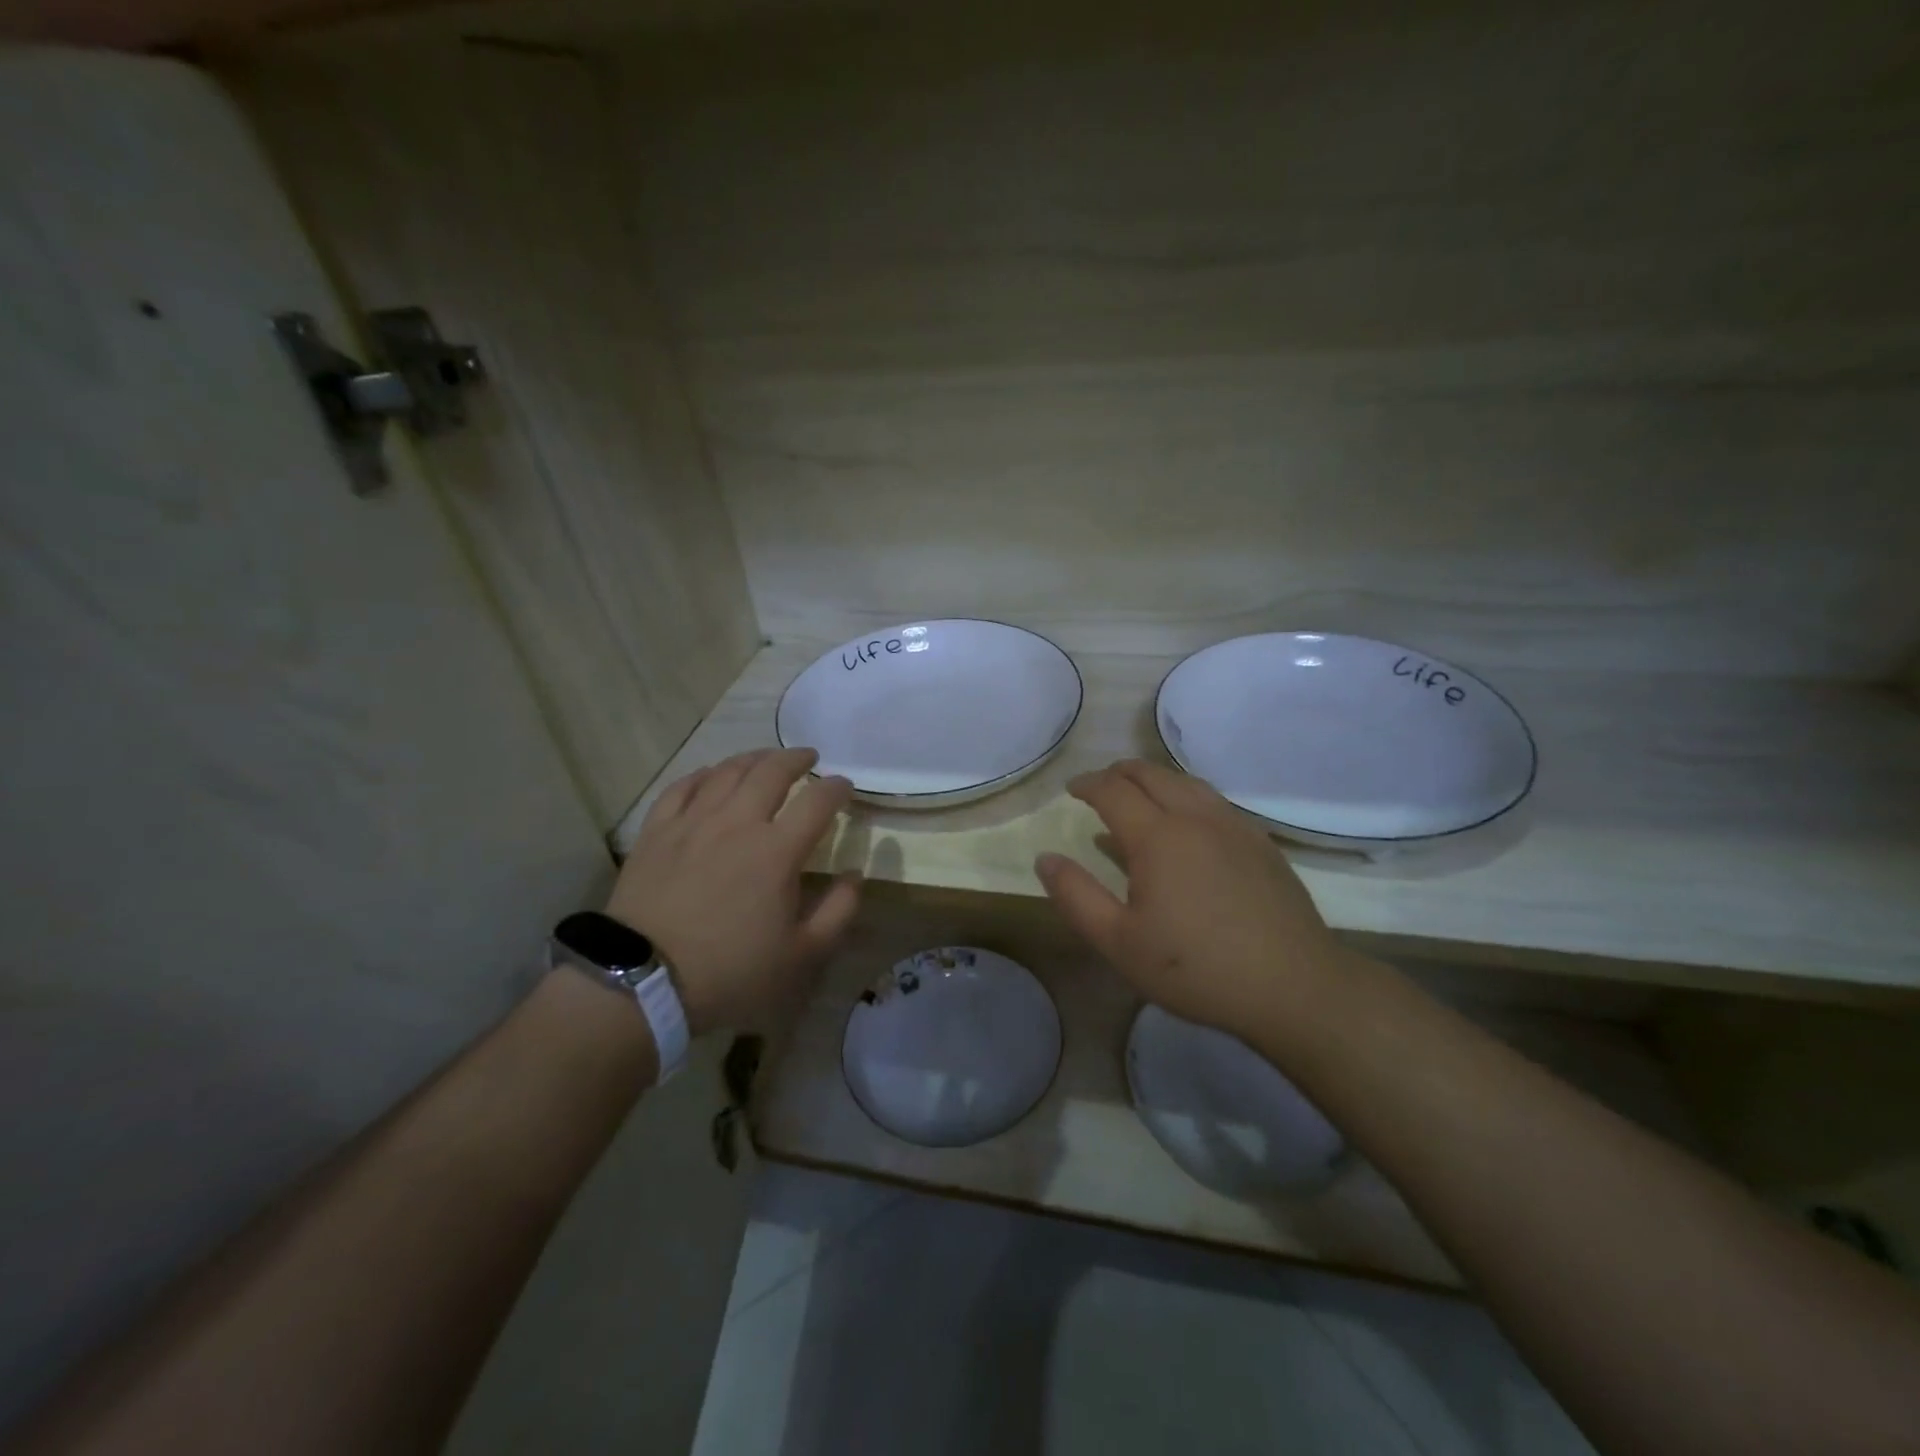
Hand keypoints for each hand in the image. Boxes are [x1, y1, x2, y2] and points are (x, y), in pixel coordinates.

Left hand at [607, 749, 860, 1034]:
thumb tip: (854, 875)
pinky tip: (711, 775)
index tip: (845, 786)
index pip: (817, 801)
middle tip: (809, 758)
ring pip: (727, 771)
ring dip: (753, 758)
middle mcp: (737, 823)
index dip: (836, 788)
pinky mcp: (656, 832)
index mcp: (777, 851)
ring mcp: (692, 823)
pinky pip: (682, 787)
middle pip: (771, 771)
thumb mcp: (801, 956)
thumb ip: (838, 912)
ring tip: (766, 759)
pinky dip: (703, 774)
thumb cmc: (730, 972)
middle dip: (796, 758)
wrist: (643, 983)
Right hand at [1035, 759, 1357, 1038]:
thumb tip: (1045, 859)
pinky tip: (1189, 823)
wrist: (1292, 986)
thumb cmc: (1195, 968)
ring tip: (1140, 794)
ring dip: (1155, 779)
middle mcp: (1195, 817)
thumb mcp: (1119, 942)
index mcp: (1157, 836)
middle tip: (1101, 785)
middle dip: (1120, 773)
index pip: (1113, 790)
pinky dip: (1187, 796)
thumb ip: (1076, 896)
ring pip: (1187, 783)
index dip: (1088, 784)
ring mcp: (1234, 826)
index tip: (1072, 789)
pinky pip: (1215, 801)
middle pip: (1151, 775)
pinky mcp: (1261, 842)